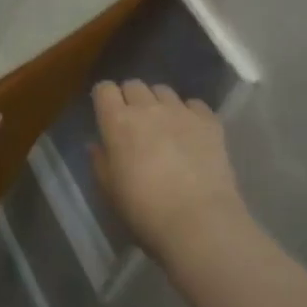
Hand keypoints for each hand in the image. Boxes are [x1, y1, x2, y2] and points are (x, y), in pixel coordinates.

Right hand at [90, 81, 247, 257]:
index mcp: (118, 122)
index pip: (104, 89)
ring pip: (164, 91)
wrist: (198, 221)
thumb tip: (96, 145)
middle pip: (134, 85)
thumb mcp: (110, 191)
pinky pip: (194, 104)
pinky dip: (189, 113)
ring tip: (163, 125)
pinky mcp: (209, 121)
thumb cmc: (144, 210)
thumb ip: (100, 162)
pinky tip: (190, 132)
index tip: (106, 113)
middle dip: (130, 98)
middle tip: (134, 122)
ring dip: (158, 103)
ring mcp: (181, 112)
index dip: (104, 98)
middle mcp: (148, 108)